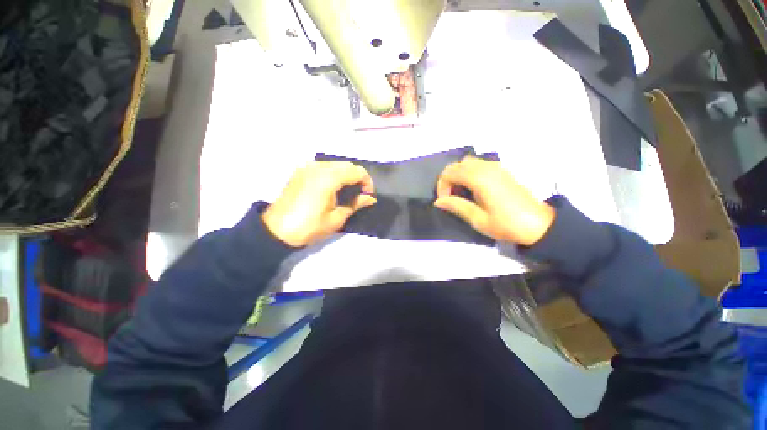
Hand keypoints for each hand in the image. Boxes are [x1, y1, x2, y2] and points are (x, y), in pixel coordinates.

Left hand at [262, 162, 375, 246]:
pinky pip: (323, 167)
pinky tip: (333, 188)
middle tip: (360, 194)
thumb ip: (355, 204)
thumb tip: (370, 199)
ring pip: (335, 164)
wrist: (276, 231)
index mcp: (328, 178)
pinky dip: (334, 174)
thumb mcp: (336, 218)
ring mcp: (307, 167)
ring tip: (347, 191)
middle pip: (347, 165)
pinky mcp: (300, 171)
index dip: (367, 182)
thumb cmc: (309, 227)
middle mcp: (318, 167)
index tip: (368, 195)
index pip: (356, 171)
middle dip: (358, 177)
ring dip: (346, 174)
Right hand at [434, 156, 555, 245]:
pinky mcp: (502, 171)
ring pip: (468, 162)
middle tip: (450, 196)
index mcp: (480, 179)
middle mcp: (487, 168)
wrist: (540, 225)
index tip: (445, 201)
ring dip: (459, 174)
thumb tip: (438, 201)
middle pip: (458, 164)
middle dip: (448, 178)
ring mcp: (496, 167)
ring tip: (460, 192)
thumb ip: (457, 206)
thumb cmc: (507, 224)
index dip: (442, 185)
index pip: (450, 172)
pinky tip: (473, 189)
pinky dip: (469, 173)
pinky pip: (479, 165)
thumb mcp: (479, 220)